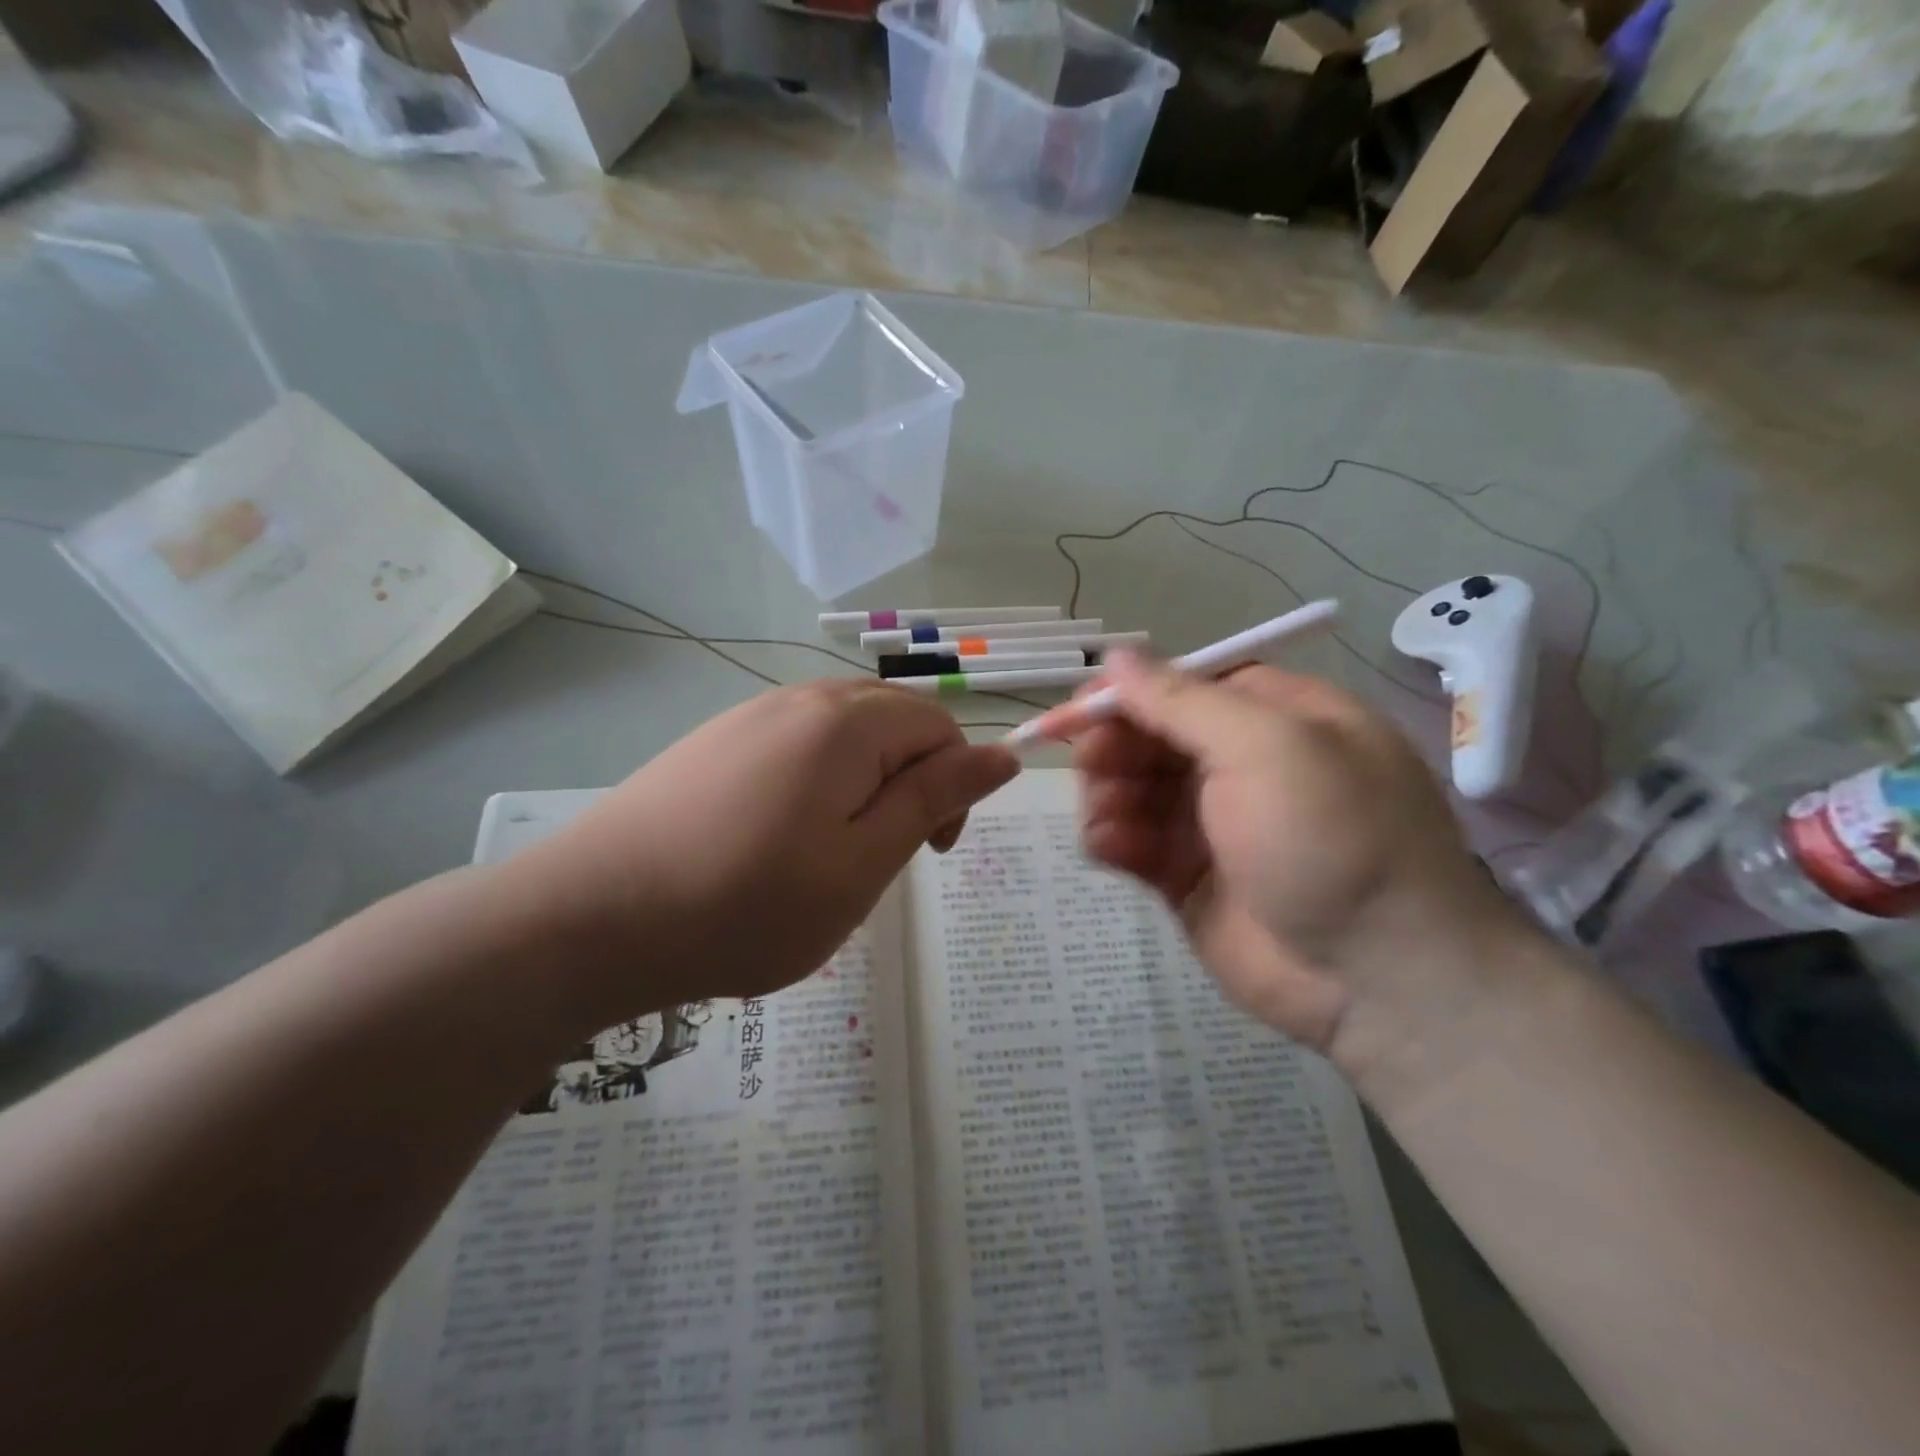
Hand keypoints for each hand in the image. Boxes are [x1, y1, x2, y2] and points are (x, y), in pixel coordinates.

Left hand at [509, 680, 1018, 1025]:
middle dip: (910, 783)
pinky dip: (816, 783)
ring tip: (828, 854)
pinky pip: (795, 745)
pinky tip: (776, 838)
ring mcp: (751, 715)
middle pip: (894, 722)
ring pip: (845, 735)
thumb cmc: (747, 904)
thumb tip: (1003, 754)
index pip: (941, 727)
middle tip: (880, 856)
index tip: (929, 853)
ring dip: (863, 786)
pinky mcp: (715, 740)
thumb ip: (936, 799)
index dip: (954, 787)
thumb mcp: (863, 863)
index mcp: (849, 722)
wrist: (593, 917)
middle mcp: (801, 699)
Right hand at [1034, 653, 1534, 1079]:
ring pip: (1131, 788)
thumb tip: (1118, 655)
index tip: (1076, 709)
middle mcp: (1240, 764)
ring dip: (1105, 793)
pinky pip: (1131, 842)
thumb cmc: (1332, 840)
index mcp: (1273, 717)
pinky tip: (1108, 848)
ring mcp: (1212, 823)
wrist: (1379, 979)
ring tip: (1104, 816)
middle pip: (1150, 735)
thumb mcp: (1266, 748)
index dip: (1126, 692)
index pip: (1182, 684)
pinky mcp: (1187, 877)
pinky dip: (1110, 838)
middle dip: (1112, 745)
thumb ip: (1182, 700)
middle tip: (1092, 766)